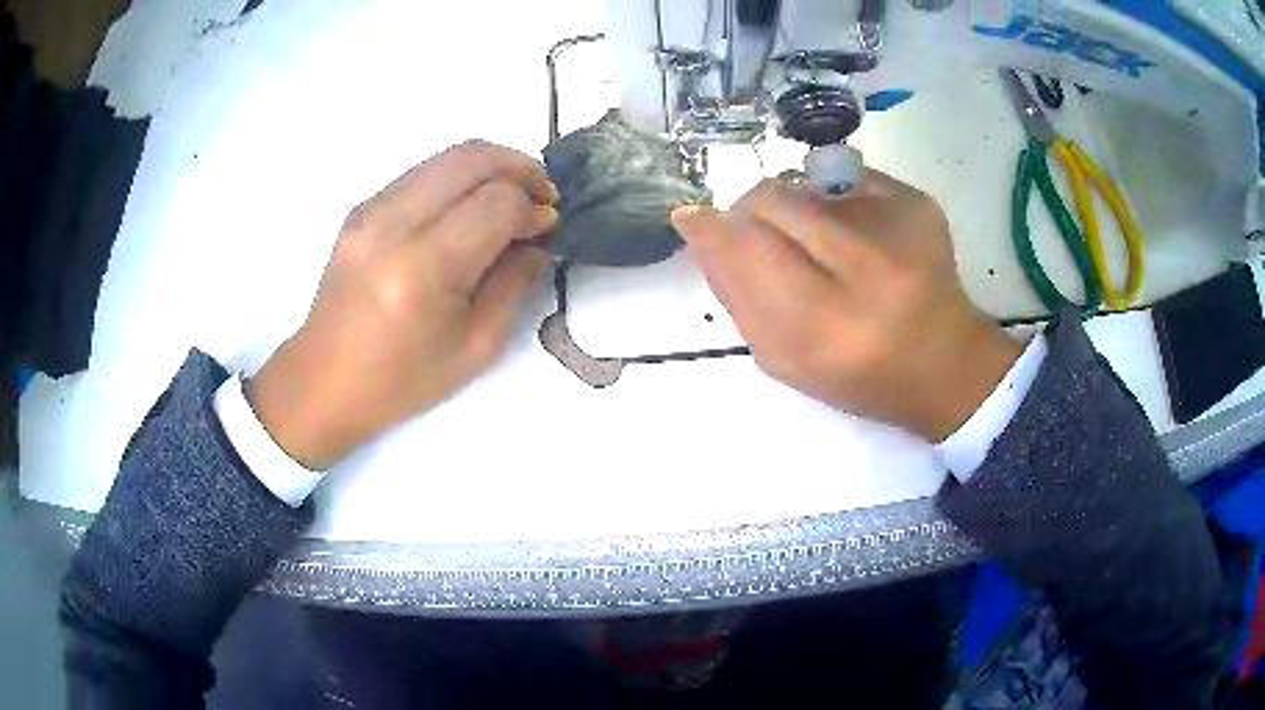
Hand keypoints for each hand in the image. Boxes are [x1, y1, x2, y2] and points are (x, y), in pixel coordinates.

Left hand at [246, 141, 558, 468]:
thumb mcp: (475, 348)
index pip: (496, 203)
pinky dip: (459, 178)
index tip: (549, 227)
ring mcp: (371, 210)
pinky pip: (423, 172)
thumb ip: (516, 284)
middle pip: (472, 158)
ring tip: (513, 198)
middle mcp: (393, 224)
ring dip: (491, 167)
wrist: (323, 382)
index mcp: (422, 268)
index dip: (533, 208)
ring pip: (447, 156)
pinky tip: (470, 208)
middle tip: (542, 196)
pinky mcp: (361, 208)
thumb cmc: (401, 381)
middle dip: (520, 167)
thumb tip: (539, 238)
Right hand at [671, 170, 1021, 441]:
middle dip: (749, 212)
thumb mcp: (787, 361)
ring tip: (814, 242)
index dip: (712, 228)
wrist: (947, 363)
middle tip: (759, 234)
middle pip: (772, 201)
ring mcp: (900, 228)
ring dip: (789, 206)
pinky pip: (841, 178)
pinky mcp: (917, 202)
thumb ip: (736, 296)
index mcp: (828, 330)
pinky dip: (828, 199)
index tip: (692, 219)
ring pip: (803, 183)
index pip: (747, 249)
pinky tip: (851, 233)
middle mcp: (869, 272)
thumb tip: (698, 227)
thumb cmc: (861, 376)